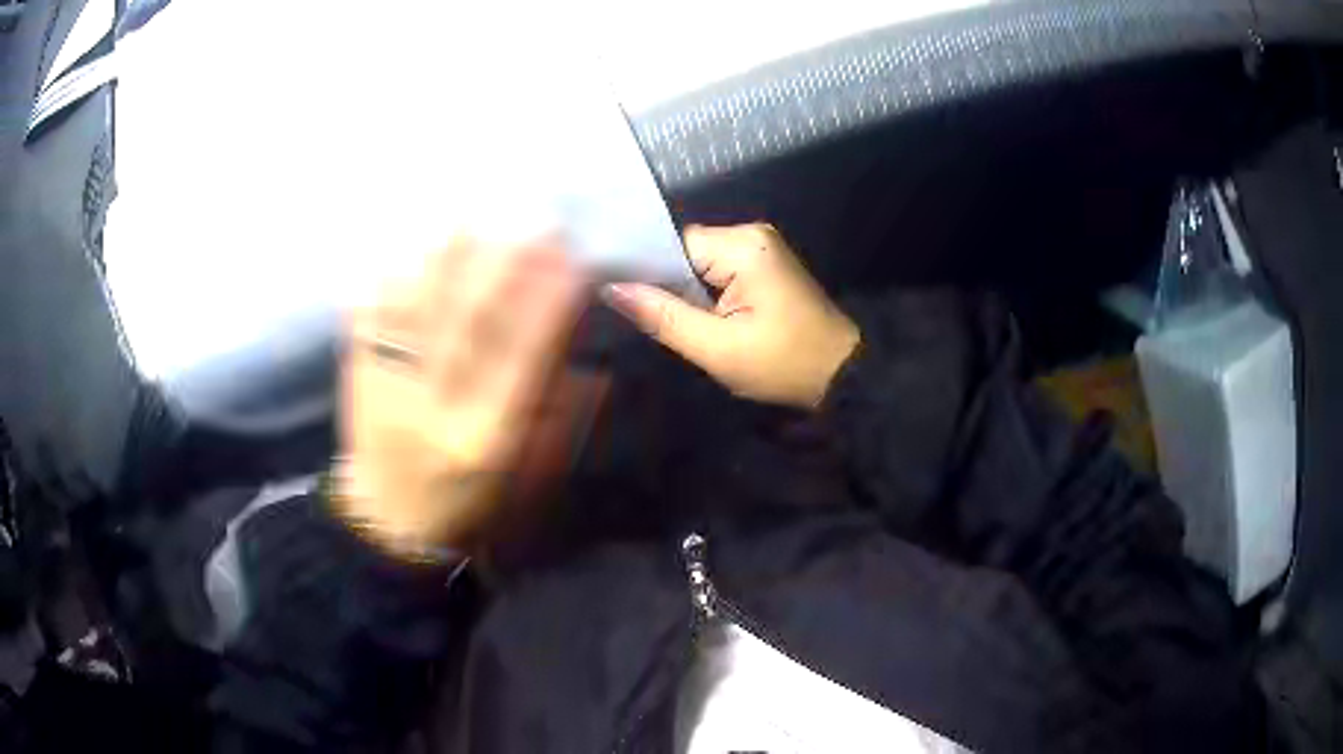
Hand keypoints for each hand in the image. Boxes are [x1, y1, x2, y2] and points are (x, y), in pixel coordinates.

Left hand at [337, 238, 585, 558]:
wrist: (389, 526)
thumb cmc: (469, 505)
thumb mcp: (527, 478)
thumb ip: (558, 423)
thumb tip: (590, 365)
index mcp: (485, 437)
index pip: (521, 357)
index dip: (548, 304)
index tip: (572, 257)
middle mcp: (435, 406)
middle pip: (468, 322)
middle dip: (501, 265)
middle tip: (530, 218)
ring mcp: (390, 387)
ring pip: (417, 310)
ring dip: (442, 258)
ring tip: (468, 216)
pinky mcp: (359, 377)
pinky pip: (368, 320)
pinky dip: (385, 279)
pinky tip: (403, 245)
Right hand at [602, 223, 858, 409]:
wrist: (841, 374)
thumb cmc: (783, 364)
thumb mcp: (718, 348)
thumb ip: (663, 317)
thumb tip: (611, 289)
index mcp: (743, 245)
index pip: (673, 246)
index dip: (649, 274)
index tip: (627, 303)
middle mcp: (751, 233)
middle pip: (685, 253)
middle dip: (670, 287)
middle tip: (660, 325)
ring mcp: (761, 246)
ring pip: (699, 264)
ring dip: (688, 294)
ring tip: (683, 324)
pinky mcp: (765, 264)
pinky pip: (718, 272)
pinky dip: (707, 296)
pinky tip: (705, 319)